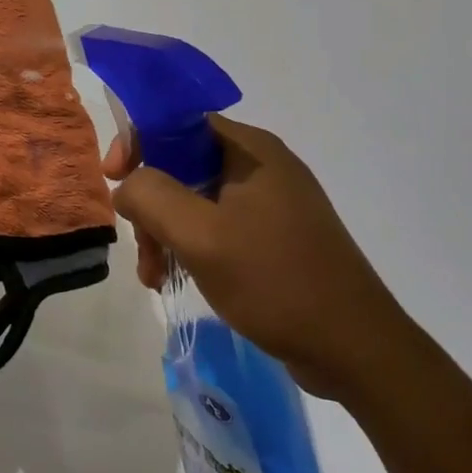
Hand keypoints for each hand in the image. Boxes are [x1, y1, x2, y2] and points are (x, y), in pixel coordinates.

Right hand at [104, 115, 413, 402]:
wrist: (357, 351)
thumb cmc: (276, 281)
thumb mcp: (201, 235)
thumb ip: (150, 195)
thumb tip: (127, 185)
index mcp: (250, 149)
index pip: (176, 121)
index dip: (137, 142)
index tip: (114, 178)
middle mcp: (261, 165)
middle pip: (181, 163)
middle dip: (151, 203)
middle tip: (140, 245)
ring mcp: (271, 202)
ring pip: (194, 199)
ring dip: (166, 231)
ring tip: (154, 275)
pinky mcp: (275, 236)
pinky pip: (216, 225)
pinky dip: (190, 246)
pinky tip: (176, 278)